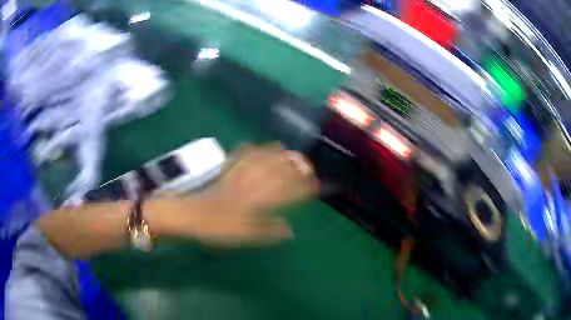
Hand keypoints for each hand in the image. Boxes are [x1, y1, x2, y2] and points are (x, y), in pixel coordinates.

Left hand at [154, 143, 317, 246]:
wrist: (188, 215)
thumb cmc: (216, 228)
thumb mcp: (244, 236)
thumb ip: (268, 232)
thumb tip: (290, 230)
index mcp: (256, 201)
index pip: (287, 192)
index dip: (304, 188)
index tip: (317, 185)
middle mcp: (250, 185)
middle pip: (276, 171)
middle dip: (294, 166)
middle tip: (307, 163)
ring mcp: (236, 176)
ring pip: (260, 159)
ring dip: (274, 153)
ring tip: (285, 148)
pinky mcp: (224, 173)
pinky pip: (238, 157)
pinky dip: (247, 150)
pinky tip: (250, 144)